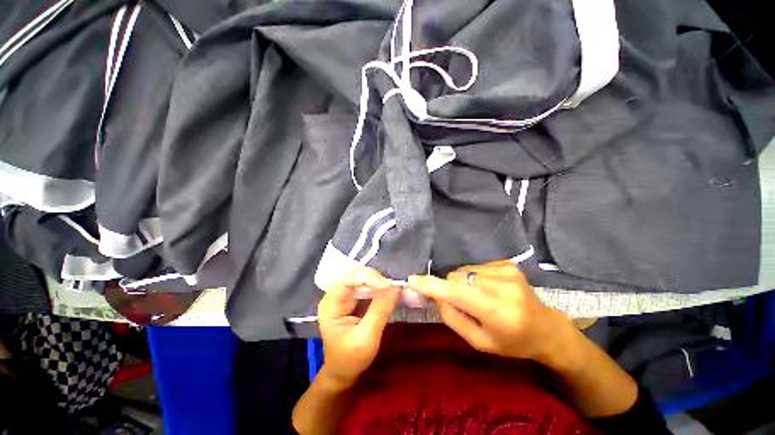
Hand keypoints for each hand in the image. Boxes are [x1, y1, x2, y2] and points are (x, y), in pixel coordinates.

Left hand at [317, 268, 399, 387]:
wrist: (344, 372)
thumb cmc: (350, 359)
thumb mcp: (366, 338)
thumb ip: (380, 310)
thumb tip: (396, 287)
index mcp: (330, 303)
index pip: (348, 279)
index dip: (368, 278)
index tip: (388, 286)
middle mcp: (335, 295)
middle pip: (355, 275)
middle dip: (375, 278)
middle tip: (393, 287)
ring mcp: (344, 296)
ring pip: (362, 278)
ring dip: (378, 281)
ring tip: (393, 289)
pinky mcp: (353, 299)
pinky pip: (366, 286)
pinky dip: (378, 287)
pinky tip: (388, 292)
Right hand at [408, 260, 572, 362]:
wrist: (545, 328)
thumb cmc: (512, 342)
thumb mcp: (479, 341)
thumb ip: (452, 317)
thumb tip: (435, 294)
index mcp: (499, 313)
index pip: (457, 293)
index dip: (432, 285)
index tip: (412, 280)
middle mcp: (504, 287)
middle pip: (457, 277)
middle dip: (450, 287)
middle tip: (461, 303)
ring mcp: (508, 271)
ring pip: (464, 271)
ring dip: (463, 283)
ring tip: (478, 297)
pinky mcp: (508, 264)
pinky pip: (476, 267)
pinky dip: (474, 278)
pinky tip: (488, 289)